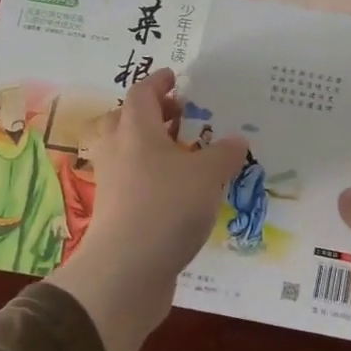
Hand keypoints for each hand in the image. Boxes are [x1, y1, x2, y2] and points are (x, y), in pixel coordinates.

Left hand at [83, 68, 247, 277]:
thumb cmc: (166, 208)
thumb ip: (223, 154)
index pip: (142, 93)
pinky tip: (180, 192)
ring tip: (186, 154)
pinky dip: (153, 179)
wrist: (125, 272)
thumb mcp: (207, 175)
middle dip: (152, 114)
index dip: (159, 82)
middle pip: (125, 120)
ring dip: (152, 148)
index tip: (175, 78)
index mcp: (135, 130)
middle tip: (180, 117)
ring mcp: (113, 184)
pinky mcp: (115, 214)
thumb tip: (237, 139)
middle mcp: (118, 151)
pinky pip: (133, 183)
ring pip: (127, 153)